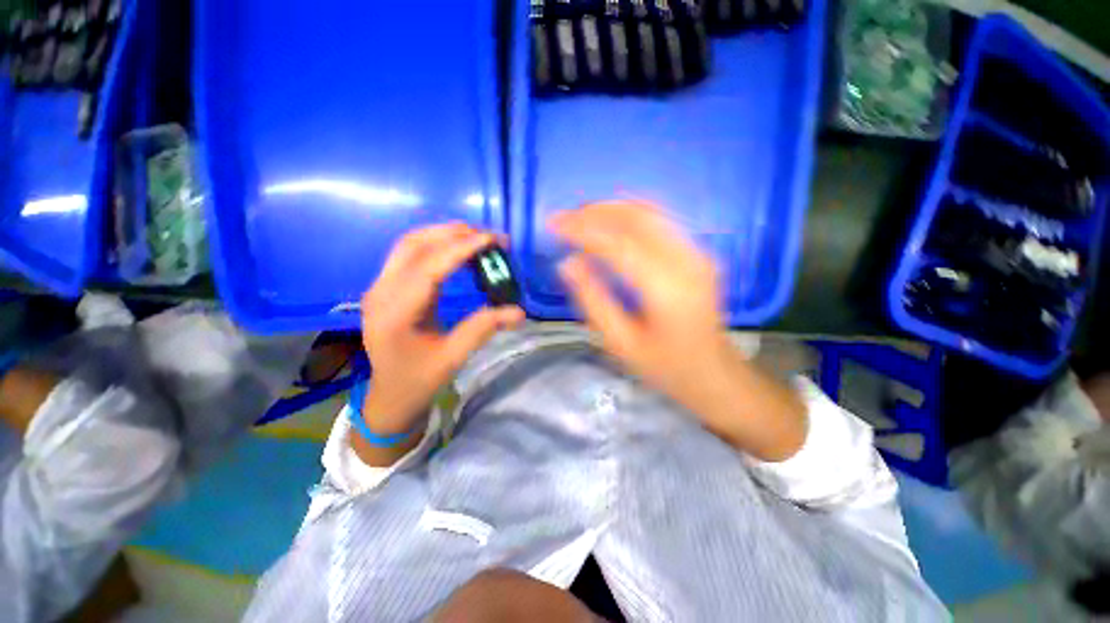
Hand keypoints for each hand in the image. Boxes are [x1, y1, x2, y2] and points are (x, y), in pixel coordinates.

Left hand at [361, 223, 524, 434]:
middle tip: (490, 237)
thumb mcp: (453, 357)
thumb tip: (519, 311)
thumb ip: (483, 329)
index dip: (462, 249)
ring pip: (409, 244)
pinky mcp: (386, 287)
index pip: (429, 267)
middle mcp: (380, 292)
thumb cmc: (419, 380)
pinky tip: (457, 250)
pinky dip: (435, 245)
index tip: (492, 239)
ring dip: (443, 235)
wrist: (390, 395)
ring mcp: (379, 287)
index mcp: (395, 312)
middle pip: (414, 245)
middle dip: (453, 234)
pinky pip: (409, 254)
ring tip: (477, 238)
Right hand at [550, 201, 735, 408]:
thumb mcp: (621, 343)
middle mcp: (686, 262)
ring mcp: (697, 254)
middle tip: (564, 217)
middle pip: (636, 219)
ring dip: (612, 209)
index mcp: (667, 289)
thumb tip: (568, 264)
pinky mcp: (698, 254)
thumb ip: (593, 301)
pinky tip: (611, 219)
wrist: (715, 374)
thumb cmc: (665, 367)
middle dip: (595, 212)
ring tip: (581, 215)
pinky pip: (661, 222)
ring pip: (650, 213)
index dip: (583, 230)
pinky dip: (630, 215)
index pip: (618, 244)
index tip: (554, 224)